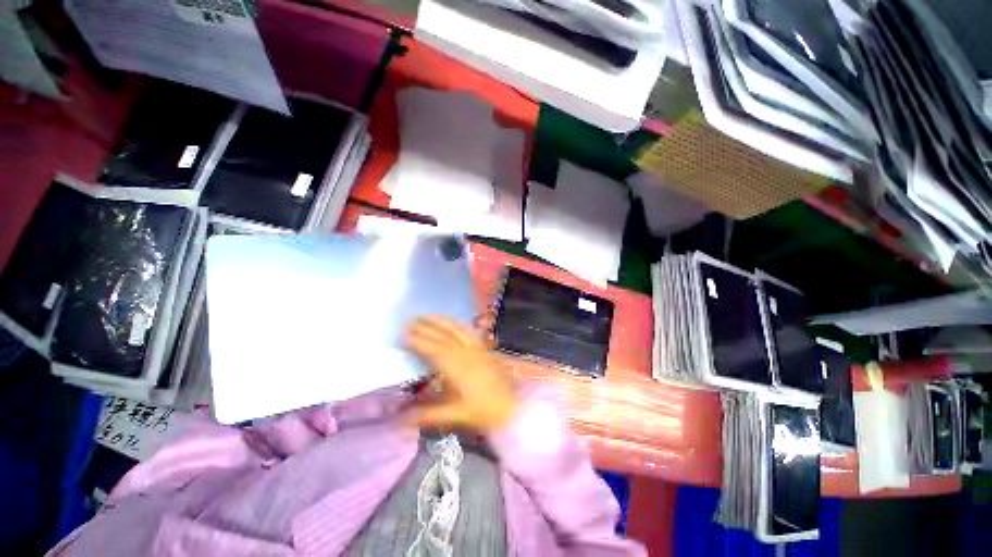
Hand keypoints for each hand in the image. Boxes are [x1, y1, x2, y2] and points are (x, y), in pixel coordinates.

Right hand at [406, 316, 517, 432]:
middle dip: (426, 326)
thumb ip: (428, 414)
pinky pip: (469, 331)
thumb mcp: (455, 415)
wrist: (512, 406)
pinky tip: (453, 321)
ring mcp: (477, 348)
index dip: (418, 341)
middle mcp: (466, 353)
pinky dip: (457, 323)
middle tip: (410, 320)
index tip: (404, 334)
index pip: (434, 349)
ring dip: (441, 320)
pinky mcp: (484, 348)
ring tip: (427, 314)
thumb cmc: (484, 412)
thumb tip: (401, 419)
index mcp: (457, 368)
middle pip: (444, 335)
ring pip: (457, 329)